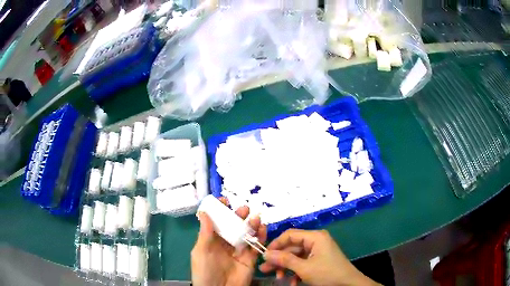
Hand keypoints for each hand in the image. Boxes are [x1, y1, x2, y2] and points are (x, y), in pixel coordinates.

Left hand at [191, 205, 266, 285]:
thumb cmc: (205, 271)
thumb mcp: (201, 251)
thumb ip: (205, 233)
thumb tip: (205, 212)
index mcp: (212, 241)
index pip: (217, 223)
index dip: (220, 211)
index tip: (225, 200)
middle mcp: (226, 244)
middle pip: (233, 227)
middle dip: (238, 216)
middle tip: (244, 209)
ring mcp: (239, 251)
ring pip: (246, 234)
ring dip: (251, 225)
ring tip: (255, 217)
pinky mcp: (251, 259)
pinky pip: (257, 246)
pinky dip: (261, 237)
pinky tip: (263, 229)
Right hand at [259, 229, 379, 285]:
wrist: (348, 284)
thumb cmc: (327, 273)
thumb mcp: (304, 268)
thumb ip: (284, 260)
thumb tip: (265, 254)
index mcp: (315, 237)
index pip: (290, 235)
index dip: (276, 244)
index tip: (264, 256)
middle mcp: (316, 241)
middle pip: (292, 247)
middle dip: (279, 260)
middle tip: (265, 270)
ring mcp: (318, 251)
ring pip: (296, 257)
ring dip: (287, 268)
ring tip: (278, 278)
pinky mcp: (319, 260)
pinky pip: (303, 263)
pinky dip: (296, 272)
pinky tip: (292, 282)